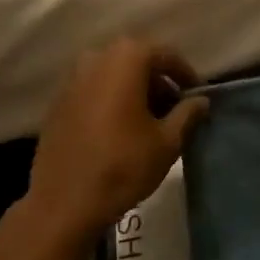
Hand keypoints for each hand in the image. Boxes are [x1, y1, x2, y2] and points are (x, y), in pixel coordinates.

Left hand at [27, 38, 209, 235]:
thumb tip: (201, 100)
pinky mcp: (57, 102)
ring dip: (134, 91)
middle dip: (158, 82)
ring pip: (113, 75)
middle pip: (137, 62)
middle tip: (175, 109)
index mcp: (127, 59)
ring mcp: (72, 79)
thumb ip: (187, 114)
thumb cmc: (122, 166)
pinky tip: (119, 129)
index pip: (166, 55)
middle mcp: (97, 58)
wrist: (63, 203)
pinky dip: (111, 101)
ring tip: (149, 120)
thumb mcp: (167, 142)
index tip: (197, 95)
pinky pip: (93, 91)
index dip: (185, 75)